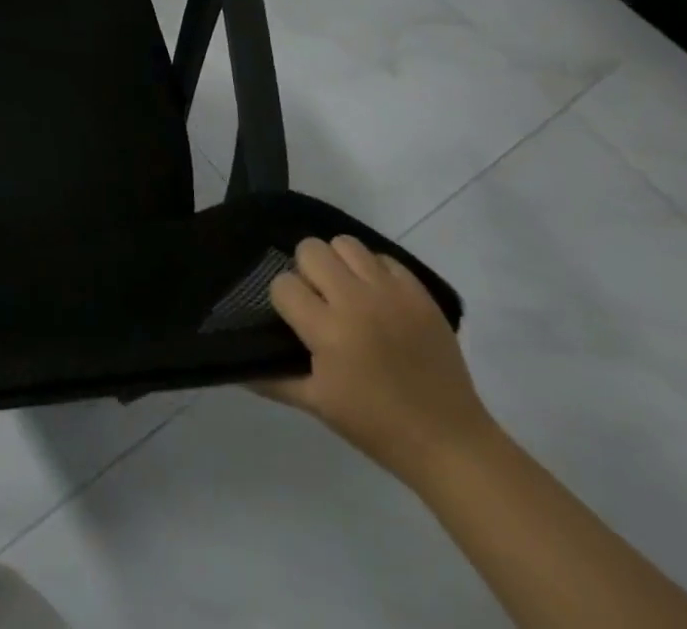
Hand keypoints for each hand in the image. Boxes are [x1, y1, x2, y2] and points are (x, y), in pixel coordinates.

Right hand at [257, 236, 497, 486]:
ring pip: (345, 244)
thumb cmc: (377, 427)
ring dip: (339, 264)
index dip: (285, 301)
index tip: (296, 321)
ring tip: (347, 292)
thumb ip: (272, 379)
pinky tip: (377, 299)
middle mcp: (356, 301)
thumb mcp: (318, 405)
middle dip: (307, 272)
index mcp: (328, 331)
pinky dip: (374, 272)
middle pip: (310, 250)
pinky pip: (383, 258)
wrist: (450, 442)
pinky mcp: (419, 292)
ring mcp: (391, 293)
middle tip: (320, 301)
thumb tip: (235, 365)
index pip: (283, 284)